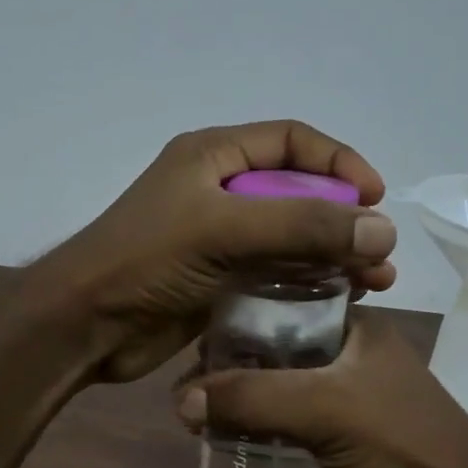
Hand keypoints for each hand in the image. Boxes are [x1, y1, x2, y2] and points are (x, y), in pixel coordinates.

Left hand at [39, 121, 397, 383]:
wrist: (85, 325)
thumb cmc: (145, 261)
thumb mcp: (223, 230)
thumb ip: (302, 225)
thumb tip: (381, 229)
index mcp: (213, 157)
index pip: (291, 141)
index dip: (338, 162)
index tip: (375, 197)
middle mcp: (218, 193)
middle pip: (297, 194)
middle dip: (342, 221)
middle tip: (379, 255)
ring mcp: (218, 242)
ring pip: (290, 241)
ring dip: (332, 258)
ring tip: (372, 285)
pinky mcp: (217, 284)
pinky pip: (274, 277)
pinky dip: (307, 287)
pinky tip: (337, 305)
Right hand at [175, 310, 467, 467]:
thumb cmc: (402, 442)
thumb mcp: (325, 408)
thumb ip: (253, 398)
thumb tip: (180, 401)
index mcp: (352, 326)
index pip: (280, 304)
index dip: (235, 319)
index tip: (190, 342)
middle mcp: (344, 354)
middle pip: (271, 350)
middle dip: (227, 367)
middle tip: (181, 387)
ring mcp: (340, 397)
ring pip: (273, 389)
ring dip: (236, 401)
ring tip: (188, 415)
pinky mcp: (334, 437)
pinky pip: (281, 423)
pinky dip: (251, 428)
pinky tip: (217, 437)